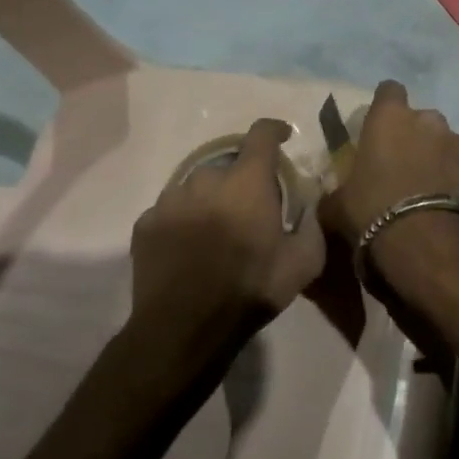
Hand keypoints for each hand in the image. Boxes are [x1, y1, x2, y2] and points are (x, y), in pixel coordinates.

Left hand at [131, 118, 325, 346]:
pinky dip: (183, 221)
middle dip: (241, 178)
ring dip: (210, 199)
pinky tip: (189, 248)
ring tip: (216, 230)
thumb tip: (311, 206)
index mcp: (247, 182)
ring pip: (195, 186)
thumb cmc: (251, 289)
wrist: (185, 328)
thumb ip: (313, 226)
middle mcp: (206, 179)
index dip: (274, 130)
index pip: (261, 134)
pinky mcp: (146, 224)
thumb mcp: (303, 263)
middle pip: (227, 164)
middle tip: (250, 207)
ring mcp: (170, 200)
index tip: (282, 137)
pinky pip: (169, 211)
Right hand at [321, 80, 458, 245]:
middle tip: (400, 165)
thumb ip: (336, 192)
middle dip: (413, 136)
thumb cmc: (373, 211)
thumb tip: (331, 198)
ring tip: (425, 189)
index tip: (379, 126)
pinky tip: (445, 206)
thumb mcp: (338, 205)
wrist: (427, 241)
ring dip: (436, 158)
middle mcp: (429, 121)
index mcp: (390, 118)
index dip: (385, 105)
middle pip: (421, 119)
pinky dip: (455, 182)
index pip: (389, 90)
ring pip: (446, 143)